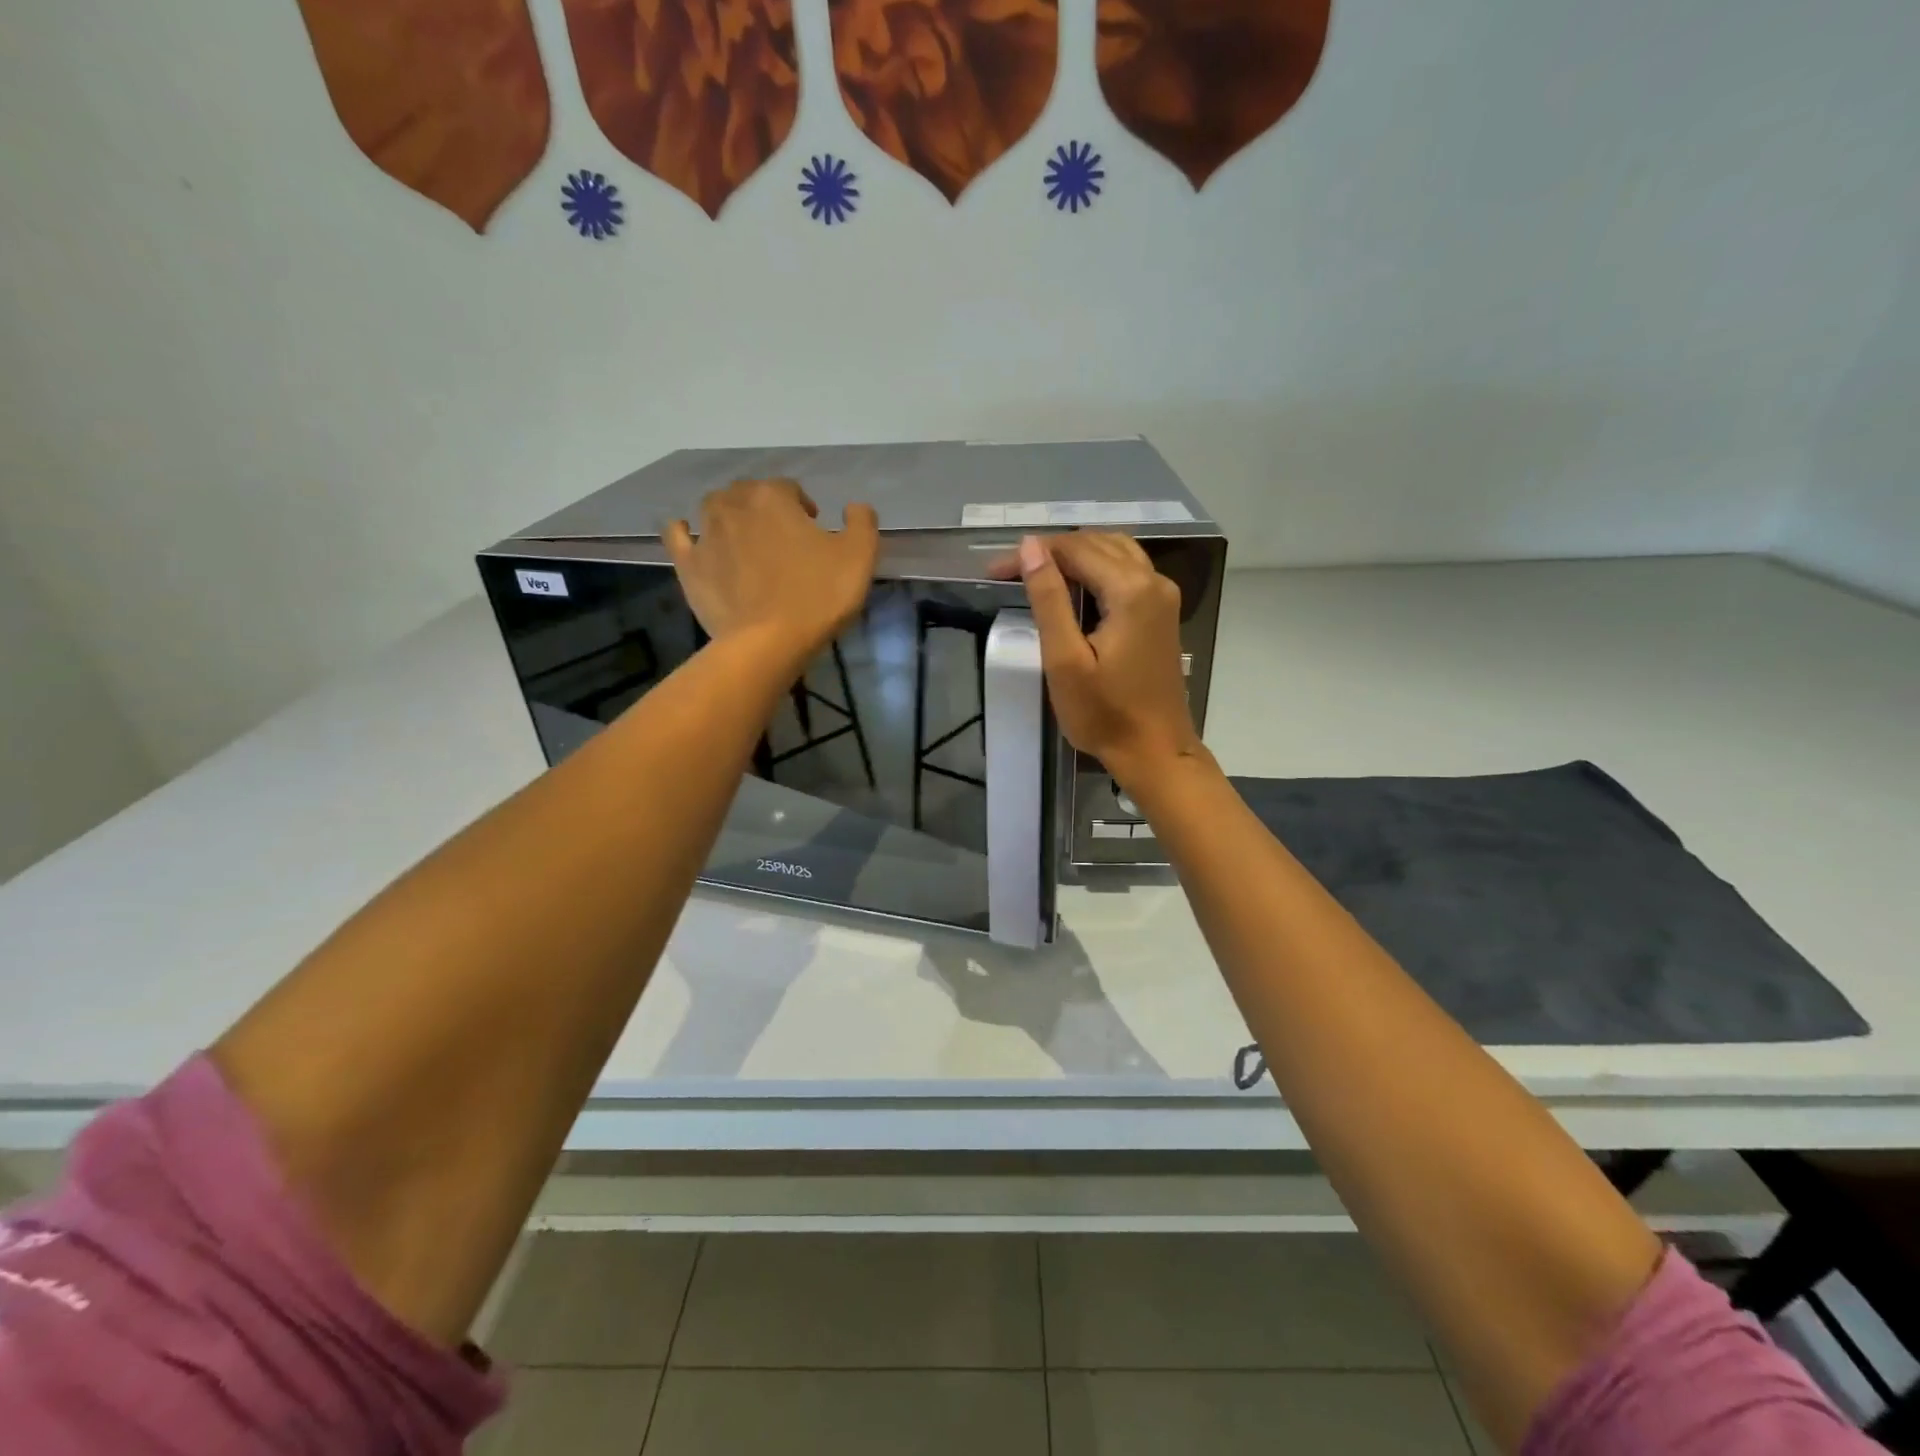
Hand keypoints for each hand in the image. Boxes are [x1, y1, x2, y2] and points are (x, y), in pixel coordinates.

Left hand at [666, 479, 879, 664]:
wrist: (768, 643)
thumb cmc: (817, 596)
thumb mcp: (859, 557)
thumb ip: (861, 522)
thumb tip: (854, 507)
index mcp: (774, 497)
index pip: (790, 488)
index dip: (804, 507)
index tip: (815, 533)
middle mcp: (734, 505)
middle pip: (749, 493)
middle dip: (766, 508)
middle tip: (784, 539)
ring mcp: (706, 533)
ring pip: (714, 507)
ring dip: (730, 515)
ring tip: (746, 540)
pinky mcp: (688, 564)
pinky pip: (678, 534)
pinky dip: (685, 530)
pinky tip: (691, 534)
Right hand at [995, 532, 1202, 785]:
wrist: (1154, 751)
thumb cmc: (1104, 713)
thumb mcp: (1065, 660)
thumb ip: (1048, 599)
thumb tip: (1030, 547)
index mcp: (1131, 590)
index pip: (1074, 549)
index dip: (1031, 554)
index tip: (994, 572)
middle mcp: (1153, 581)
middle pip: (1096, 542)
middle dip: (1051, 551)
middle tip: (1009, 573)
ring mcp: (1163, 595)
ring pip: (1115, 551)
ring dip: (1074, 555)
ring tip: (1036, 575)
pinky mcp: (1163, 611)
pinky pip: (1127, 570)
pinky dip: (1096, 568)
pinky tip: (1072, 587)